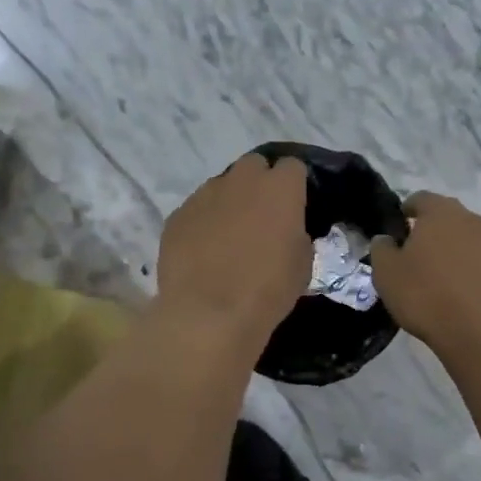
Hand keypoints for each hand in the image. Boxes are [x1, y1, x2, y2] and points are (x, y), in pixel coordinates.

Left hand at [157, 154, 311, 337]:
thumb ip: (297, 235)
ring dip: (229, 202)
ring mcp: (204, 194)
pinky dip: (203, 223)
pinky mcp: (177, 215)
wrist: (209, 314)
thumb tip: (287, 231)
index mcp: (279, 188)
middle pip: (254, 166)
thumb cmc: (267, 290)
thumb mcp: (302, 265)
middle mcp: (241, 180)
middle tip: (262, 217)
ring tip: (229, 237)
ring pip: (222, 186)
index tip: (294, 207)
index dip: (294, 185)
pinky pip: (196, 210)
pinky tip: (203, 252)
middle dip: (260, 184)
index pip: (293, 167)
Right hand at [370, 192, 480, 358]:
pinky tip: (459, 292)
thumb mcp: (386, 273)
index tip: (397, 231)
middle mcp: (471, 219)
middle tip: (414, 255)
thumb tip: (387, 239)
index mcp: (441, 212)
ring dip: (452, 250)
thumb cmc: (426, 296)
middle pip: (446, 217)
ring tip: (437, 277)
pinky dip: (469, 269)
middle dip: (430, 230)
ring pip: (466, 238)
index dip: (405, 211)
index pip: (420, 198)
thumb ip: (382, 248)